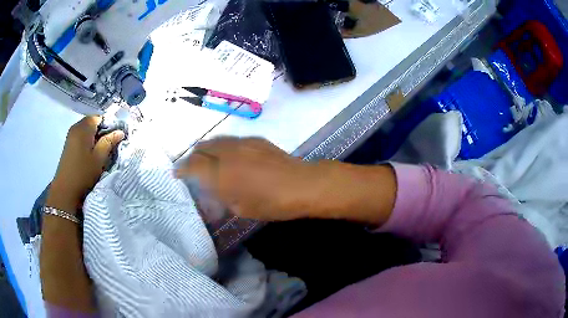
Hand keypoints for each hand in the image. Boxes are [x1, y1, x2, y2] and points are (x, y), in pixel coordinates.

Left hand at [46, 116, 123, 213]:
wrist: (65, 191)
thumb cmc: (83, 173)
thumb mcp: (99, 158)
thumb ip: (109, 142)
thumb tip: (120, 131)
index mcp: (84, 127)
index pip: (100, 117)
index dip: (109, 125)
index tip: (115, 138)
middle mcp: (76, 127)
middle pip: (93, 122)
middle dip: (102, 131)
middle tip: (109, 145)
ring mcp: (71, 135)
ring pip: (87, 130)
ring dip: (95, 137)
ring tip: (101, 151)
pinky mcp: (68, 144)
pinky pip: (81, 136)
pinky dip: (88, 142)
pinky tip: (91, 154)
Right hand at [175, 137, 316, 220]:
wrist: (301, 184)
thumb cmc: (271, 203)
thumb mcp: (241, 209)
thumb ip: (220, 199)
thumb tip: (209, 196)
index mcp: (221, 173)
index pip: (192, 165)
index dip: (182, 169)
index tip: (178, 174)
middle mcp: (227, 153)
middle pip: (201, 148)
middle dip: (193, 157)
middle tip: (192, 168)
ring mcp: (242, 143)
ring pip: (216, 140)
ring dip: (207, 149)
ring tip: (208, 160)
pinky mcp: (255, 139)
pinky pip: (231, 140)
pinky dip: (223, 147)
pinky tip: (230, 156)